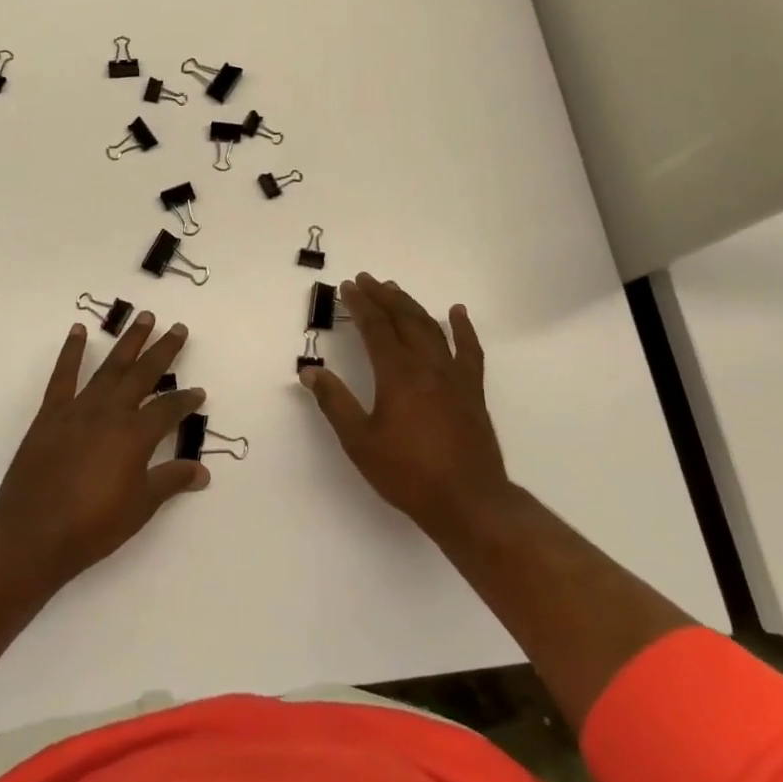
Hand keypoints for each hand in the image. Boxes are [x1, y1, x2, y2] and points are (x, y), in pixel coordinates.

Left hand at [0, 312, 207, 584]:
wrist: (33, 535)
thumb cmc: (93, 526)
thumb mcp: (141, 507)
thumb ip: (171, 481)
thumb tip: (202, 471)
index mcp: (135, 435)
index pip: (169, 408)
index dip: (186, 400)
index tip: (199, 393)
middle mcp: (111, 412)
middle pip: (143, 373)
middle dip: (163, 350)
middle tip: (178, 328)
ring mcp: (79, 409)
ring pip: (110, 366)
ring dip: (128, 341)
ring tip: (144, 317)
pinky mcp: (51, 414)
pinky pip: (63, 375)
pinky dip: (71, 351)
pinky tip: (78, 331)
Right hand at [299, 273, 508, 539]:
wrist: (468, 501)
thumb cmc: (407, 473)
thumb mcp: (359, 441)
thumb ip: (334, 403)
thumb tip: (310, 372)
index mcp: (397, 374)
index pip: (375, 328)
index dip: (360, 305)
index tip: (348, 287)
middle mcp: (427, 365)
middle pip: (403, 319)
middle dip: (383, 296)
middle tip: (366, 279)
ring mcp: (454, 376)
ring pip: (432, 328)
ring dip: (411, 305)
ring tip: (395, 289)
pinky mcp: (472, 390)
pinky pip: (469, 350)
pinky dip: (463, 328)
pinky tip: (457, 312)